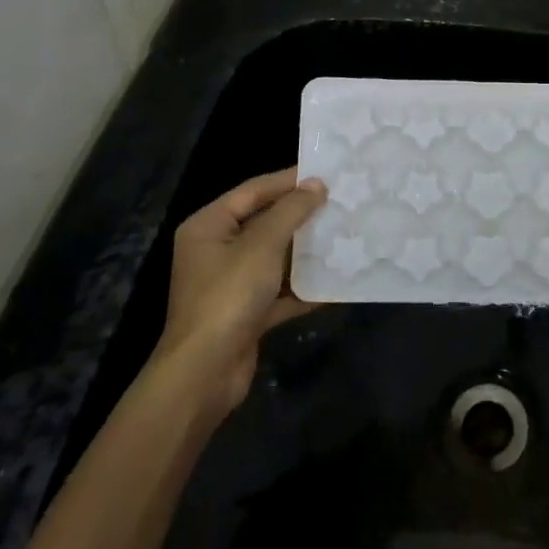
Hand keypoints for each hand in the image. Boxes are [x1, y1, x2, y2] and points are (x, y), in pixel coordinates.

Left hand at [156, 167, 325, 416]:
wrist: (204, 374)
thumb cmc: (229, 296)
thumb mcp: (262, 245)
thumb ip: (291, 211)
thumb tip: (316, 185)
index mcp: (209, 226)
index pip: (253, 190)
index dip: (288, 180)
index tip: (326, 173)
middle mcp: (216, 251)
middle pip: (264, 222)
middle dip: (301, 215)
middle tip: (340, 202)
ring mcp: (231, 284)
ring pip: (275, 257)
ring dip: (306, 250)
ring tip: (344, 234)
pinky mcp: (246, 313)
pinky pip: (280, 291)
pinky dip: (304, 287)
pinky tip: (336, 282)